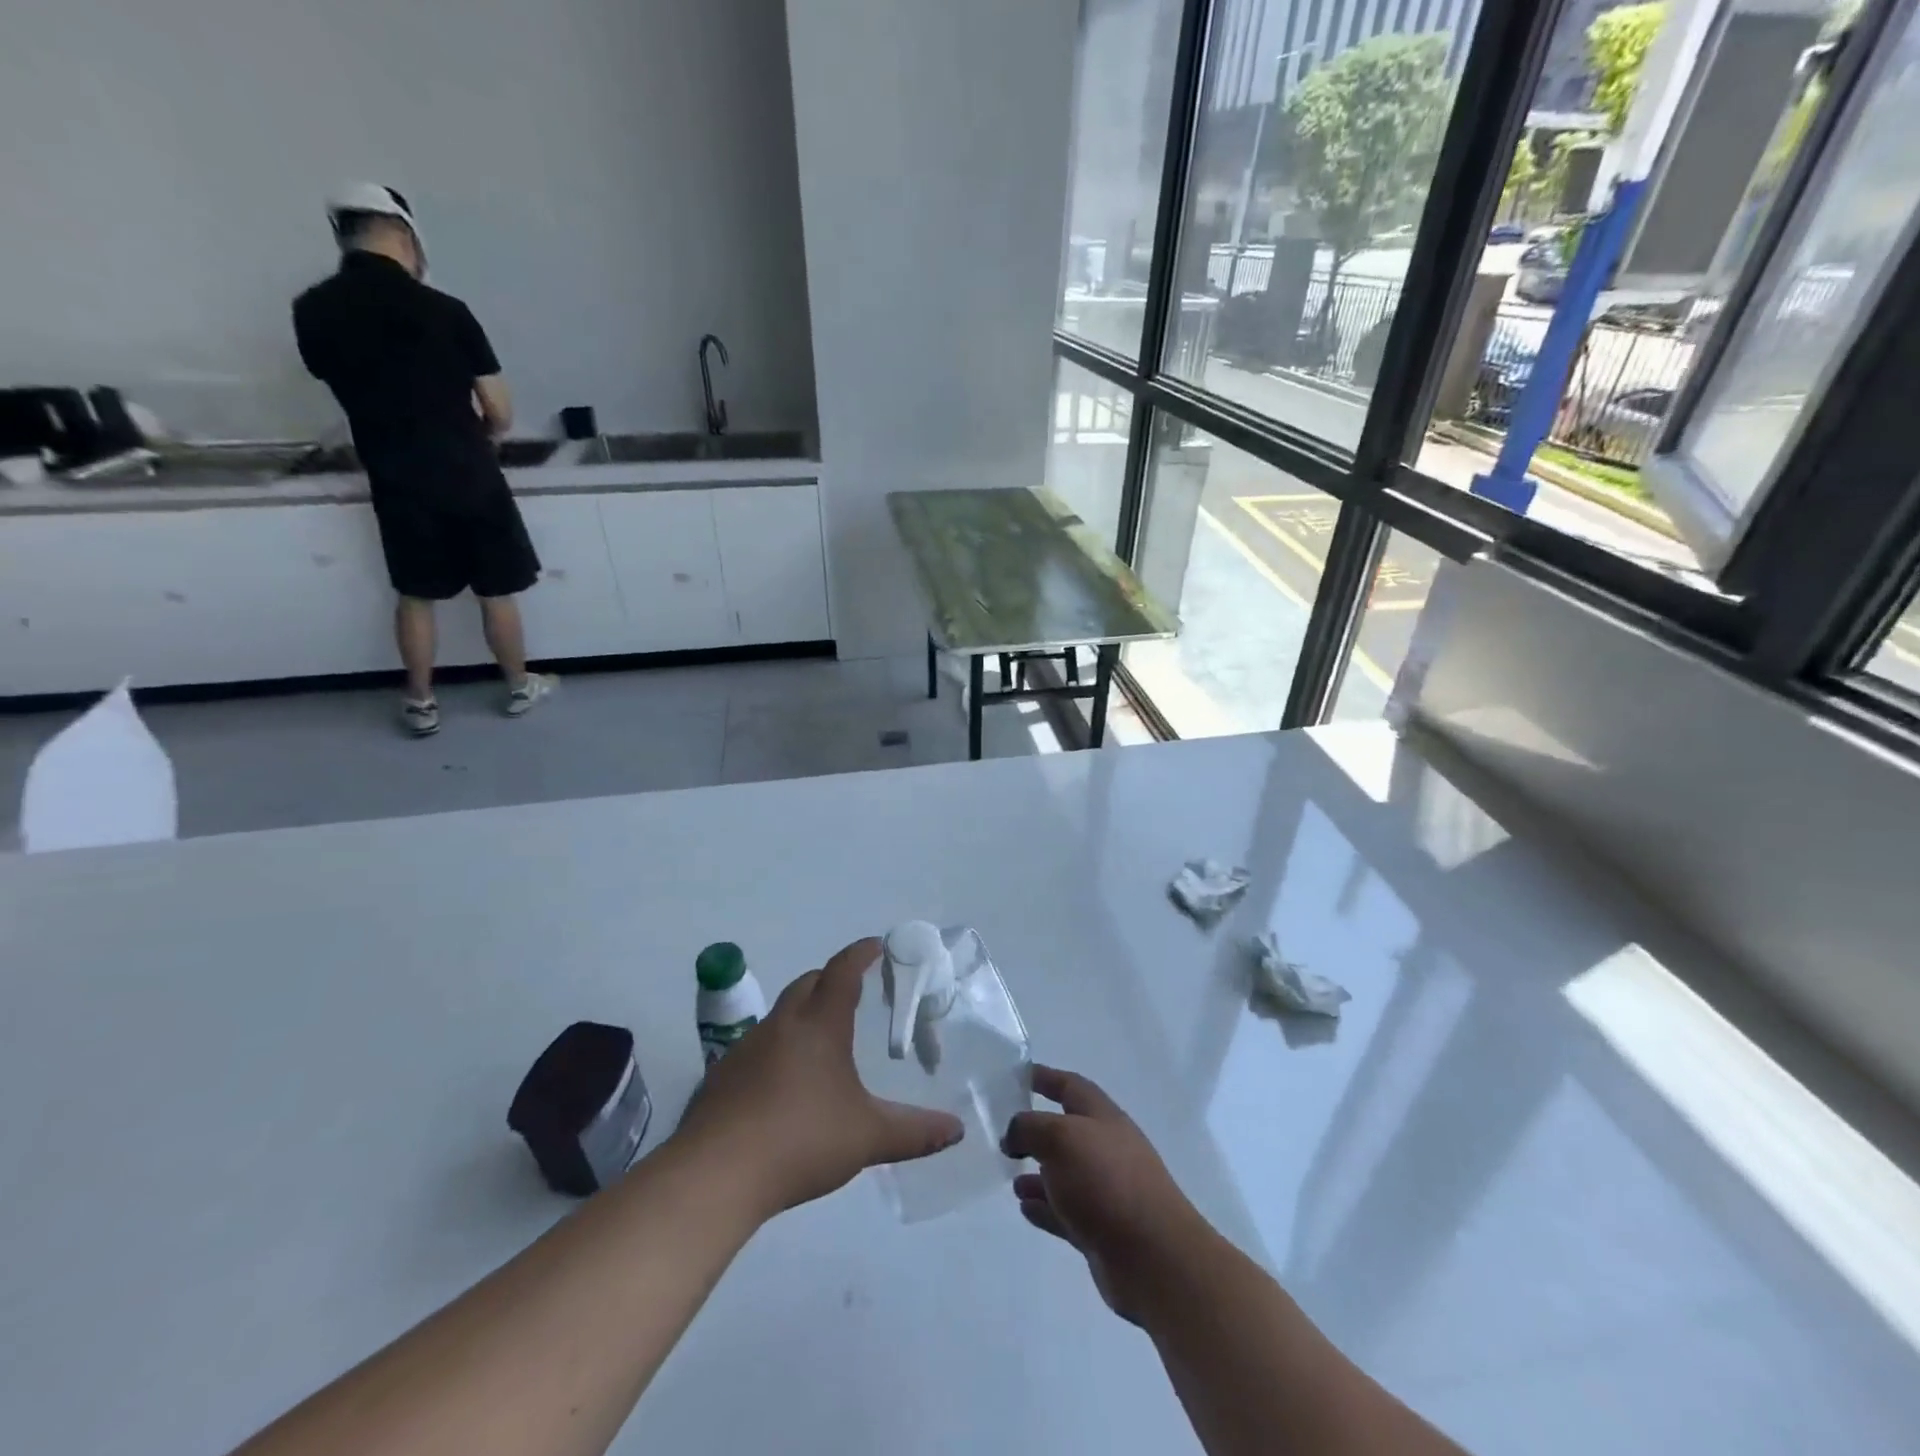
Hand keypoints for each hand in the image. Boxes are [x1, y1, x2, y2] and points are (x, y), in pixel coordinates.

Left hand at [673, 938, 963, 1216]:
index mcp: (820, 1025)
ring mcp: (746, 1048)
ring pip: (781, 1014)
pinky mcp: (722, 1075)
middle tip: (854, 991)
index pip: (842, 972)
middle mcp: (782, 1025)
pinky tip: (783, 1082)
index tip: (876, 945)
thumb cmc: (800, 1140)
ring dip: (803, 1013)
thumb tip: (957, 1130)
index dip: (860, 954)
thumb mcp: (867, 1137)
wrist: (716, 1174)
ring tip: (822, 1039)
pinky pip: (757, 1046)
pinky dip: (777, 1047)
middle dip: (832, 979)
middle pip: (808, 984)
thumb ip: (914, 1132)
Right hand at [1002, 1065, 1206, 1323]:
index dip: (1045, 1077)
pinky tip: (1024, 1208)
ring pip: (1064, 1174)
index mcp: (1102, 1117)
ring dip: (1037, 1173)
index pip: (1070, 1086)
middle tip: (1005, 1135)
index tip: (1017, 1075)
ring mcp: (1106, 1190)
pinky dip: (1044, 1207)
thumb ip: (1029, 1127)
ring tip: (1011, 1177)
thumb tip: (1014, 1134)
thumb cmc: (1106, 1181)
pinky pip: (1065, 1211)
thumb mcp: (1060, 1138)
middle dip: (1036, 1130)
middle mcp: (1106, 1148)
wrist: (1153, 1257)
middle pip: (1067, 1130)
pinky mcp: (1101, 1230)